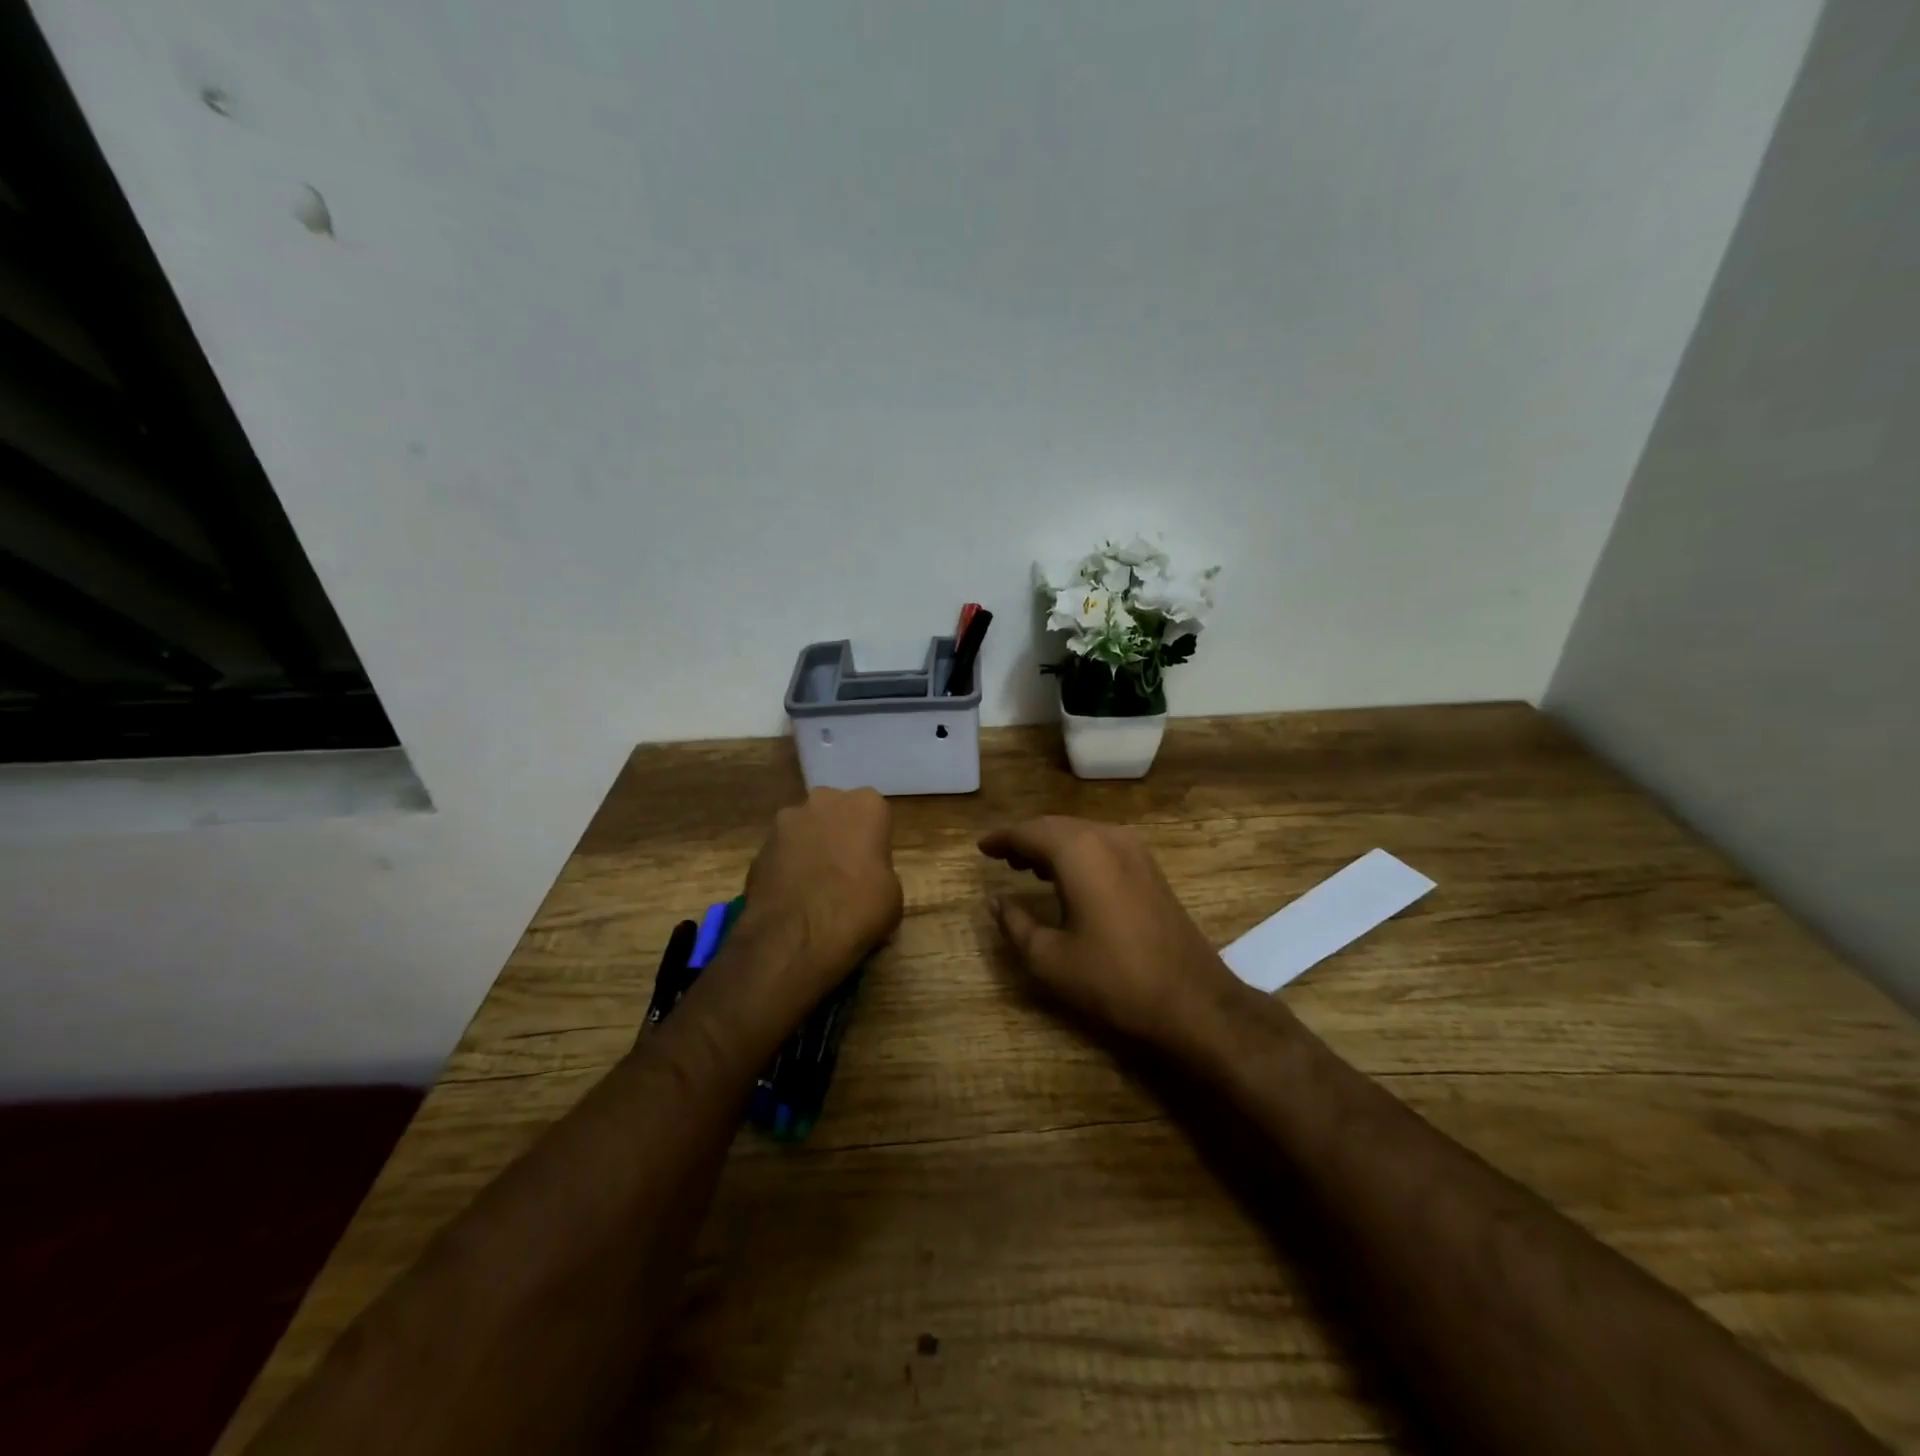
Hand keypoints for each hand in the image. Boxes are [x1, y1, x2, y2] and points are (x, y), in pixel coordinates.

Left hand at [735, 787, 903, 1016]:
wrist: (797, 936)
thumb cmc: (858, 908)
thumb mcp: (893, 894)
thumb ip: (880, 871)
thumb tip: (866, 879)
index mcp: (865, 805)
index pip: (875, 814)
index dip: (874, 840)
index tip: (873, 865)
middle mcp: (823, 801)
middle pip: (835, 813)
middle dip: (838, 835)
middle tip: (845, 872)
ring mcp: (785, 822)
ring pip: (804, 830)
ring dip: (810, 849)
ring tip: (814, 888)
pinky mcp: (759, 848)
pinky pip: (781, 854)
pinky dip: (787, 869)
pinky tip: (792, 898)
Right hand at [979, 816, 1238, 1045]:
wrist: (1193, 1000)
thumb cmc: (1113, 979)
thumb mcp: (1050, 959)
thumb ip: (1015, 924)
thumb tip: (996, 902)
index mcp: (1079, 851)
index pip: (1029, 832)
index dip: (1002, 839)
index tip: (981, 848)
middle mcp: (1107, 838)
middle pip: (1056, 826)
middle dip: (1026, 839)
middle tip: (1001, 857)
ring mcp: (1135, 851)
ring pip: (1081, 834)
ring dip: (1052, 845)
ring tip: (1026, 867)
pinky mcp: (1150, 868)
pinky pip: (1102, 846)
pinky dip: (1077, 853)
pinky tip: (1067, 878)